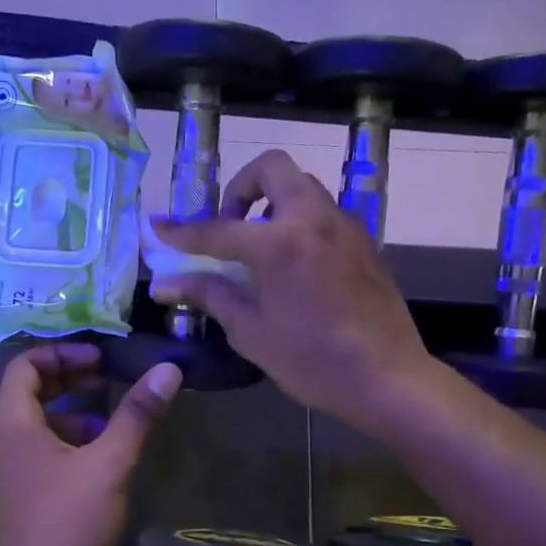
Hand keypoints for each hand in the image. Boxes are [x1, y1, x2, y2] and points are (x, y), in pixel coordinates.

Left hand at [0, 342, 180, 545]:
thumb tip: (168, 368)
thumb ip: (136, 414)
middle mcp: (3, 439)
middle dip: (69, 377)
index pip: (24, 364)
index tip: (99, 357)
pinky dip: (68, 438)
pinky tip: (100, 456)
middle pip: (30, 390)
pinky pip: (40, 447)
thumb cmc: (66, 521)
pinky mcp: (20, 491)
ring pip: (36, 420)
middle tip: (107, 375)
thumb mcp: (109, 463)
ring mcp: (9, 468)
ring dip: (71, 408)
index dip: (62, 352)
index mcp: (13, 423)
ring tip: (110, 415)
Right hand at [149, 150, 437, 433]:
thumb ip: (210, 296)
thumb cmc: (312, 360)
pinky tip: (296, 262)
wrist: (386, 377)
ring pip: (303, 185)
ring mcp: (344, 225)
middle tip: (231, 224)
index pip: (218, 229)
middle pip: (272, 168)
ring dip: (274, 199)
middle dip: (241, 187)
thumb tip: (166, 284)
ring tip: (261, 243)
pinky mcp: (365, 240)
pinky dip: (301, 220)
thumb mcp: (251, 332)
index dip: (183, 231)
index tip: (159, 227)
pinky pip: (325, 211)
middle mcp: (313, 218)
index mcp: (278, 243)